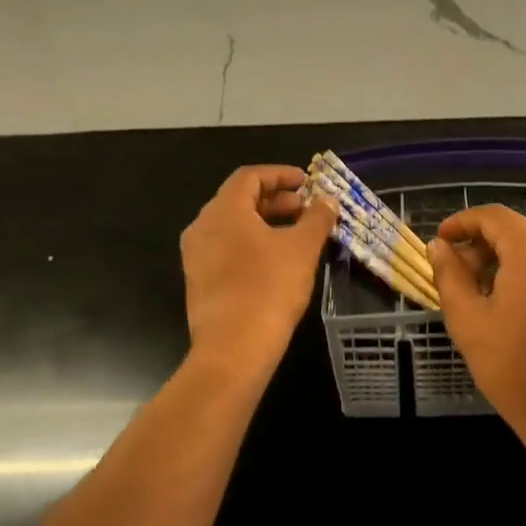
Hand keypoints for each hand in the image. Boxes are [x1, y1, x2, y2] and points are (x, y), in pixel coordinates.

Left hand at [180, 165, 337, 380]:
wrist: (233, 351)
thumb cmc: (269, 289)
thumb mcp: (302, 248)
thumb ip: (317, 218)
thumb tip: (328, 199)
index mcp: (224, 211)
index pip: (250, 176)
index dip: (280, 174)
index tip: (307, 182)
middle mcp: (203, 227)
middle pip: (240, 199)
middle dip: (277, 200)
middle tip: (307, 209)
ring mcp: (197, 256)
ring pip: (234, 226)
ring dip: (266, 223)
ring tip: (298, 234)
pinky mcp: (199, 281)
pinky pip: (227, 248)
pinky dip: (253, 243)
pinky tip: (278, 260)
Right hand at [427, 205, 525, 451]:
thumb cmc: (518, 369)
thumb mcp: (470, 321)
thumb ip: (450, 276)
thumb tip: (440, 247)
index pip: (492, 216)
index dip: (462, 223)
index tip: (441, 241)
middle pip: (517, 232)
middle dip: (483, 246)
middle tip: (456, 274)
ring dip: (507, 263)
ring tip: (482, 296)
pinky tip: (516, 311)